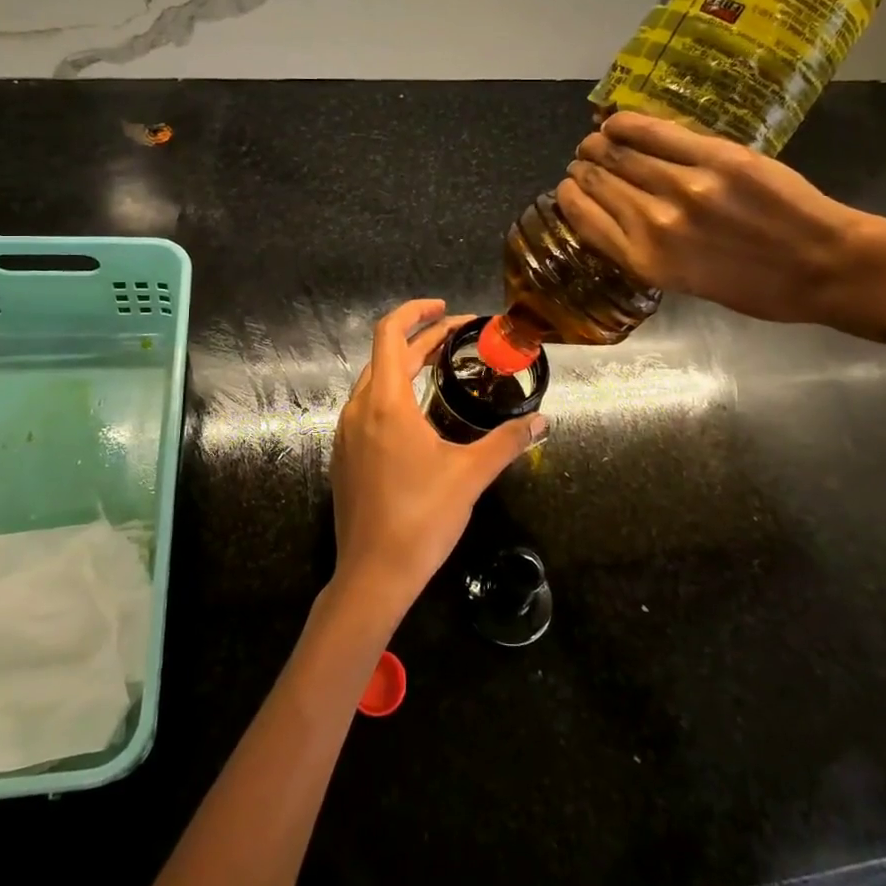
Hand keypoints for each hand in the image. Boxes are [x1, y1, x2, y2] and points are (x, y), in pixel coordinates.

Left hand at [329, 300, 546, 620]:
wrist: (372, 574)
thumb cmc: (421, 519)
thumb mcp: (470, 475)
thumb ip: (507, 442)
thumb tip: (541, 422)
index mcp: (386, 403)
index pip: (391, 333)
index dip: (416, 312)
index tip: (447, 310)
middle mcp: (359, 409)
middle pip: (386, 355)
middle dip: (421, 338)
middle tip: (458, 338)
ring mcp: (345, 432)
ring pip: (374, 380)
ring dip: (404, 365)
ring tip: (440, 368)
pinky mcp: (343, 454)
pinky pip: (366, 407)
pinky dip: (391, 392)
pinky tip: (417, 413)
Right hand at [557, 113, 885, 339]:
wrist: (823, 267)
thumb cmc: (754, 287)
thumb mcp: (684, 283)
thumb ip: (642, 249)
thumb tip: (610, 213)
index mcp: (645, 260)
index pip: (583, 216)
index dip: (569, 196)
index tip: (569, 188)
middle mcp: (654, 222)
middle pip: (597, 180)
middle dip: (583, 168)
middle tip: (584, 160)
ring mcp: (684, 186)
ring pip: (619, 153)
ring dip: (599, 144)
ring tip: (598, 140)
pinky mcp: (715, 157)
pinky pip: (654, 132)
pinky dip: (626, 124)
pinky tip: (615, 122)